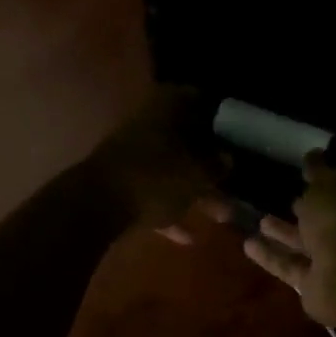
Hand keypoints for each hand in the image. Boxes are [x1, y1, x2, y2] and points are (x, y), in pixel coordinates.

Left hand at [86, 86, 220, 241]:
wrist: (97, 205)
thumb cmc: (156, 178)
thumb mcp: (198, 173)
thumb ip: (217, 165)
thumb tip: (229, 159)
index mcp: (167, 107)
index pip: (199, 99)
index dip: (220, 115)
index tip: (238, 133)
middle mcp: (148, 123)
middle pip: (187, 138)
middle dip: (211, 162)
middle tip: (235, 179)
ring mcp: (132, 154)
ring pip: (172, 169)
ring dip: (195, 191)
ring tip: (222, 215)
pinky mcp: (122, 184)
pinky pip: (154, 194)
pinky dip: (171, 211)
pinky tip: (189, 237)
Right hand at [245, 155, 335, 324]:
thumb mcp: (328, 184)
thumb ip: (318, 170)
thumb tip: (313, 154)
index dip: (325, 180)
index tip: (304, 172)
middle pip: (325, 220)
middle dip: (307, 210)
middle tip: (285, 198)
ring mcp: (332, 262)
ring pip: (305, 244)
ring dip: (284, 233)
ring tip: (259, 219)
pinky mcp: (312, 285)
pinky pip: (288, 266)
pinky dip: (270, 256)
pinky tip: (246, 244)